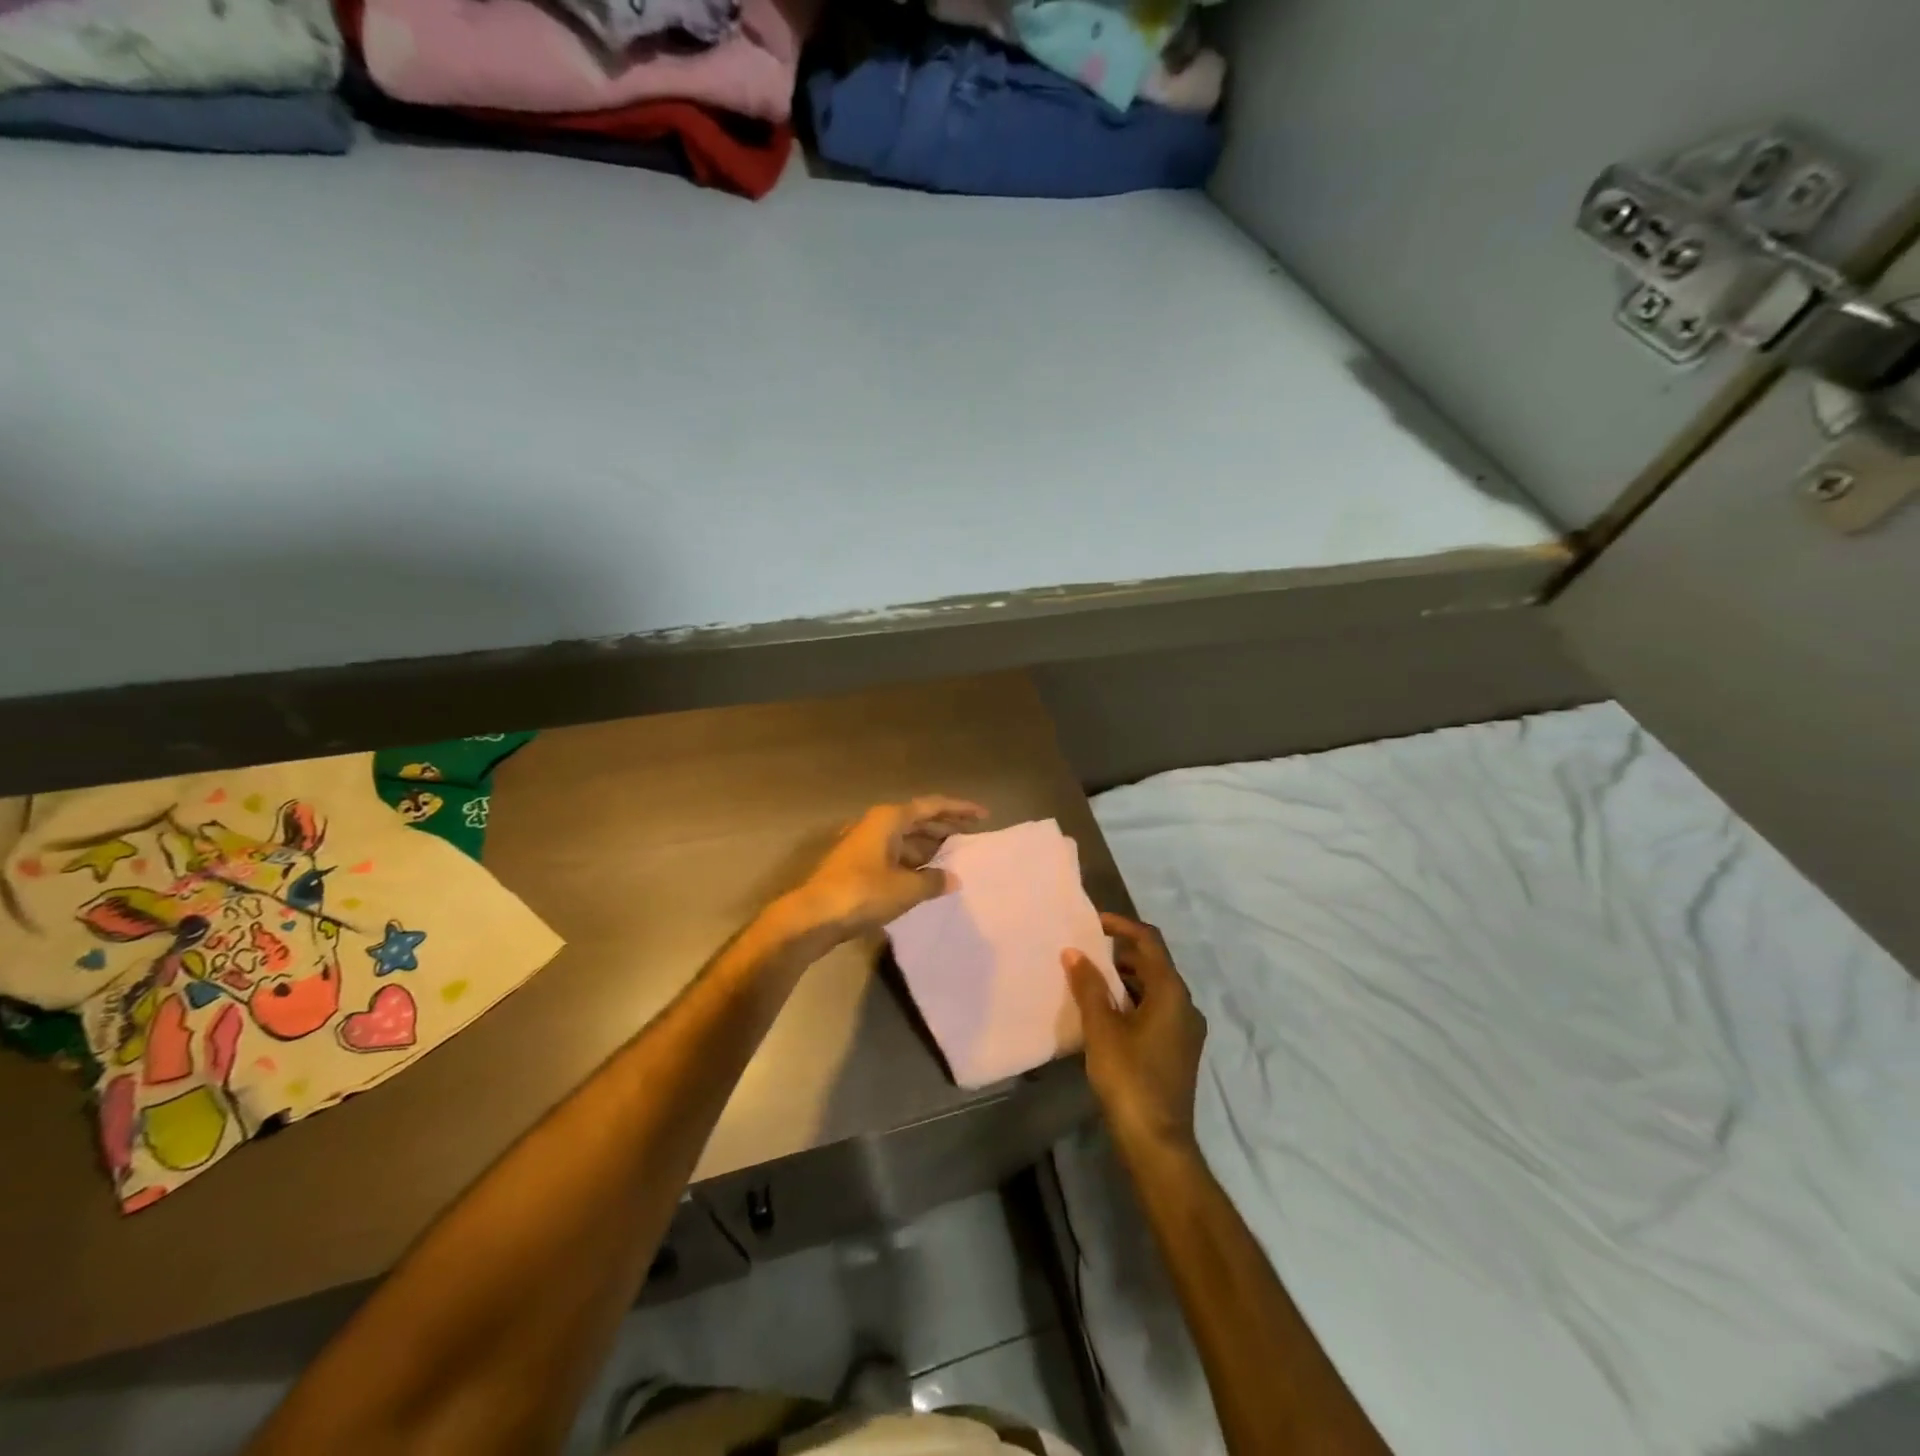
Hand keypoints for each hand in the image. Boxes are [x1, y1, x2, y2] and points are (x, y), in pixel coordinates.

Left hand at [781, 797, 986, 944]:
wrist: (813, 916)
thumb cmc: (863, 893)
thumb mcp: (906, 888)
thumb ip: (933, 881)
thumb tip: (952, 878)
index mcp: (889, 819)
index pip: (932, 806)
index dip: (959, 809)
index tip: (983, 814)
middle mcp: (877, 825)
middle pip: (918, 820)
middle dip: (945, 827)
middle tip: (972, 836)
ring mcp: (864, 845)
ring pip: (905, 839)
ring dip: (929, 847)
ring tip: (954, 859)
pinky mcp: (857, 866)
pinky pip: (895, 855)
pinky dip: (913, 862)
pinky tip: (926, 878)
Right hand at [1064, 913, 1206, 1156]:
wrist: (1157, 1142)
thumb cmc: (1129, 1078)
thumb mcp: (1102, 1029)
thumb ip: (1089, 986)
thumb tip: (1074, 952)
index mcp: (1172, 993)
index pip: (1149, 942)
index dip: (1122, 926)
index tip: (1093, 922)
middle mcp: (1186, 1005)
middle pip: (1154, 964)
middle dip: (1120, 953)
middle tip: (1087, 954)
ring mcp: (1186, 1030)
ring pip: (1155, 989)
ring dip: (1126, 979)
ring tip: (1091, 982)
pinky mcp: (1179, 1049)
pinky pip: (1157, 1010)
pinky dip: (1133, 1001)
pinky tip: (1107, 1014)